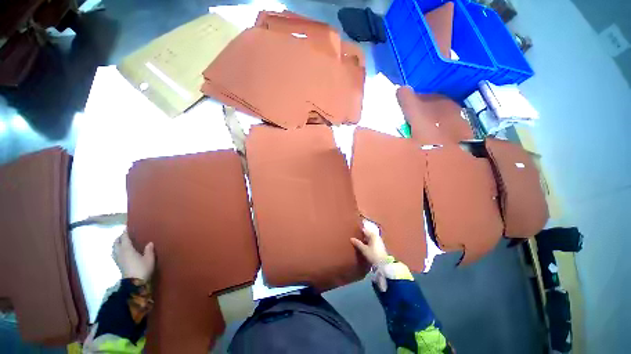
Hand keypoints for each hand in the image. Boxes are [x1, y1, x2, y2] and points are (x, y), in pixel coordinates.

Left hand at [112, 231, 154, 280]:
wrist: (134, 283)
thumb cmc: (142, 268)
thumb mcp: (149, 258)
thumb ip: (148, 249)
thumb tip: (149, 243)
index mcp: (127, 249)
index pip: (124, 238)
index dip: (125, 232)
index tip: (127, 227)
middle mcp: (120, 252)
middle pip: (116, 242)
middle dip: (119, 238)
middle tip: (125, 235)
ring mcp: (118, 259)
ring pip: (114, 249)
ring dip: (117, 244)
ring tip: (122, 243)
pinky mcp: (118, 264)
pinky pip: (115, 254)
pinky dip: (117, 250)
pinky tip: (121, 252)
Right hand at [351, 226, 388, 266]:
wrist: (383, 264)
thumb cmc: (373, 255)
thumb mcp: (364, 249)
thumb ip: (357, 243)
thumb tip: (351, 238)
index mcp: (373, 235)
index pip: (365, 230)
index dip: (360, 230)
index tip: (355, 231)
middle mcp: (377, 237)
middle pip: (368, 234)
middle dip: (363, 235)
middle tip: (357, 236)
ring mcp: (379, 241)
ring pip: (371, 238)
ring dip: (366, 239)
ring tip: (360, 241)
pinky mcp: (380, 247)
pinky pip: (373, 242)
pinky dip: (369, 242)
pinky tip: (366, 245)